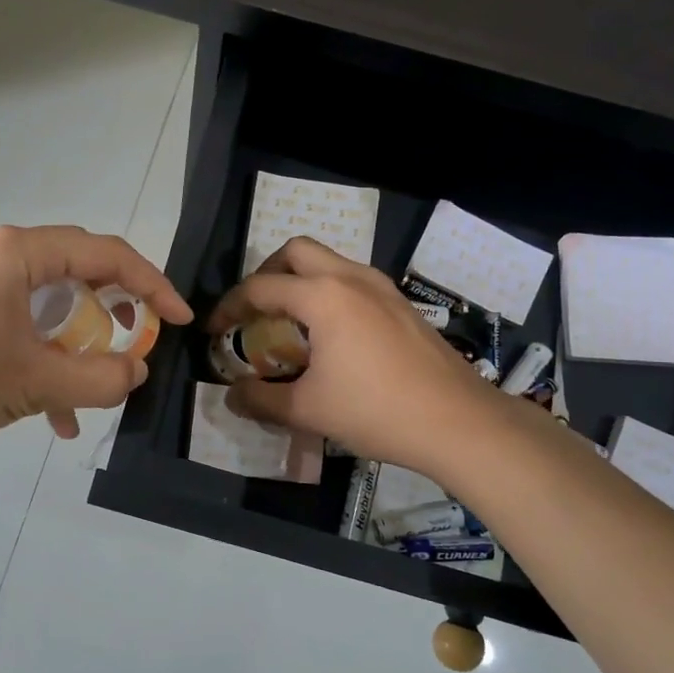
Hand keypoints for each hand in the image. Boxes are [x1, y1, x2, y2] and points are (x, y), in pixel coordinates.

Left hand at [0, 225, 192, 449]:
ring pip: (47, 300)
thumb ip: (101, 377)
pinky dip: (41, 351)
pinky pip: (17, 316)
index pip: (104, 255)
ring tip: (95, 384)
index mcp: (16, 252)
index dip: (152, 285)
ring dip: (75, 343)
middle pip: (76, 270)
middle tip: (139, 340)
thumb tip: (137, 370)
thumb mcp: (36, 382)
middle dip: (113, 312)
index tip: (180, 319)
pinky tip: (52, 409)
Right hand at [209, 237, 492, 479]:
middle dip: (267, 274)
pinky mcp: (401, 303)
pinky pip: (353, 280)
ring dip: (301, 280)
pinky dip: (329, 292)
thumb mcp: (307, 410)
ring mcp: (382, 287)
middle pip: (296, 251)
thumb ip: (260, 399)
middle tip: (255, 310)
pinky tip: (332, 334)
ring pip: (329, 261)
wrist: (458, 421)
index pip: (260, 288)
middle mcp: (350, 278)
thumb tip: (231, 396)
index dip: (229, 307)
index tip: (215, 331)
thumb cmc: (376, 411)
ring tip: (290, 322)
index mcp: (322, 296)